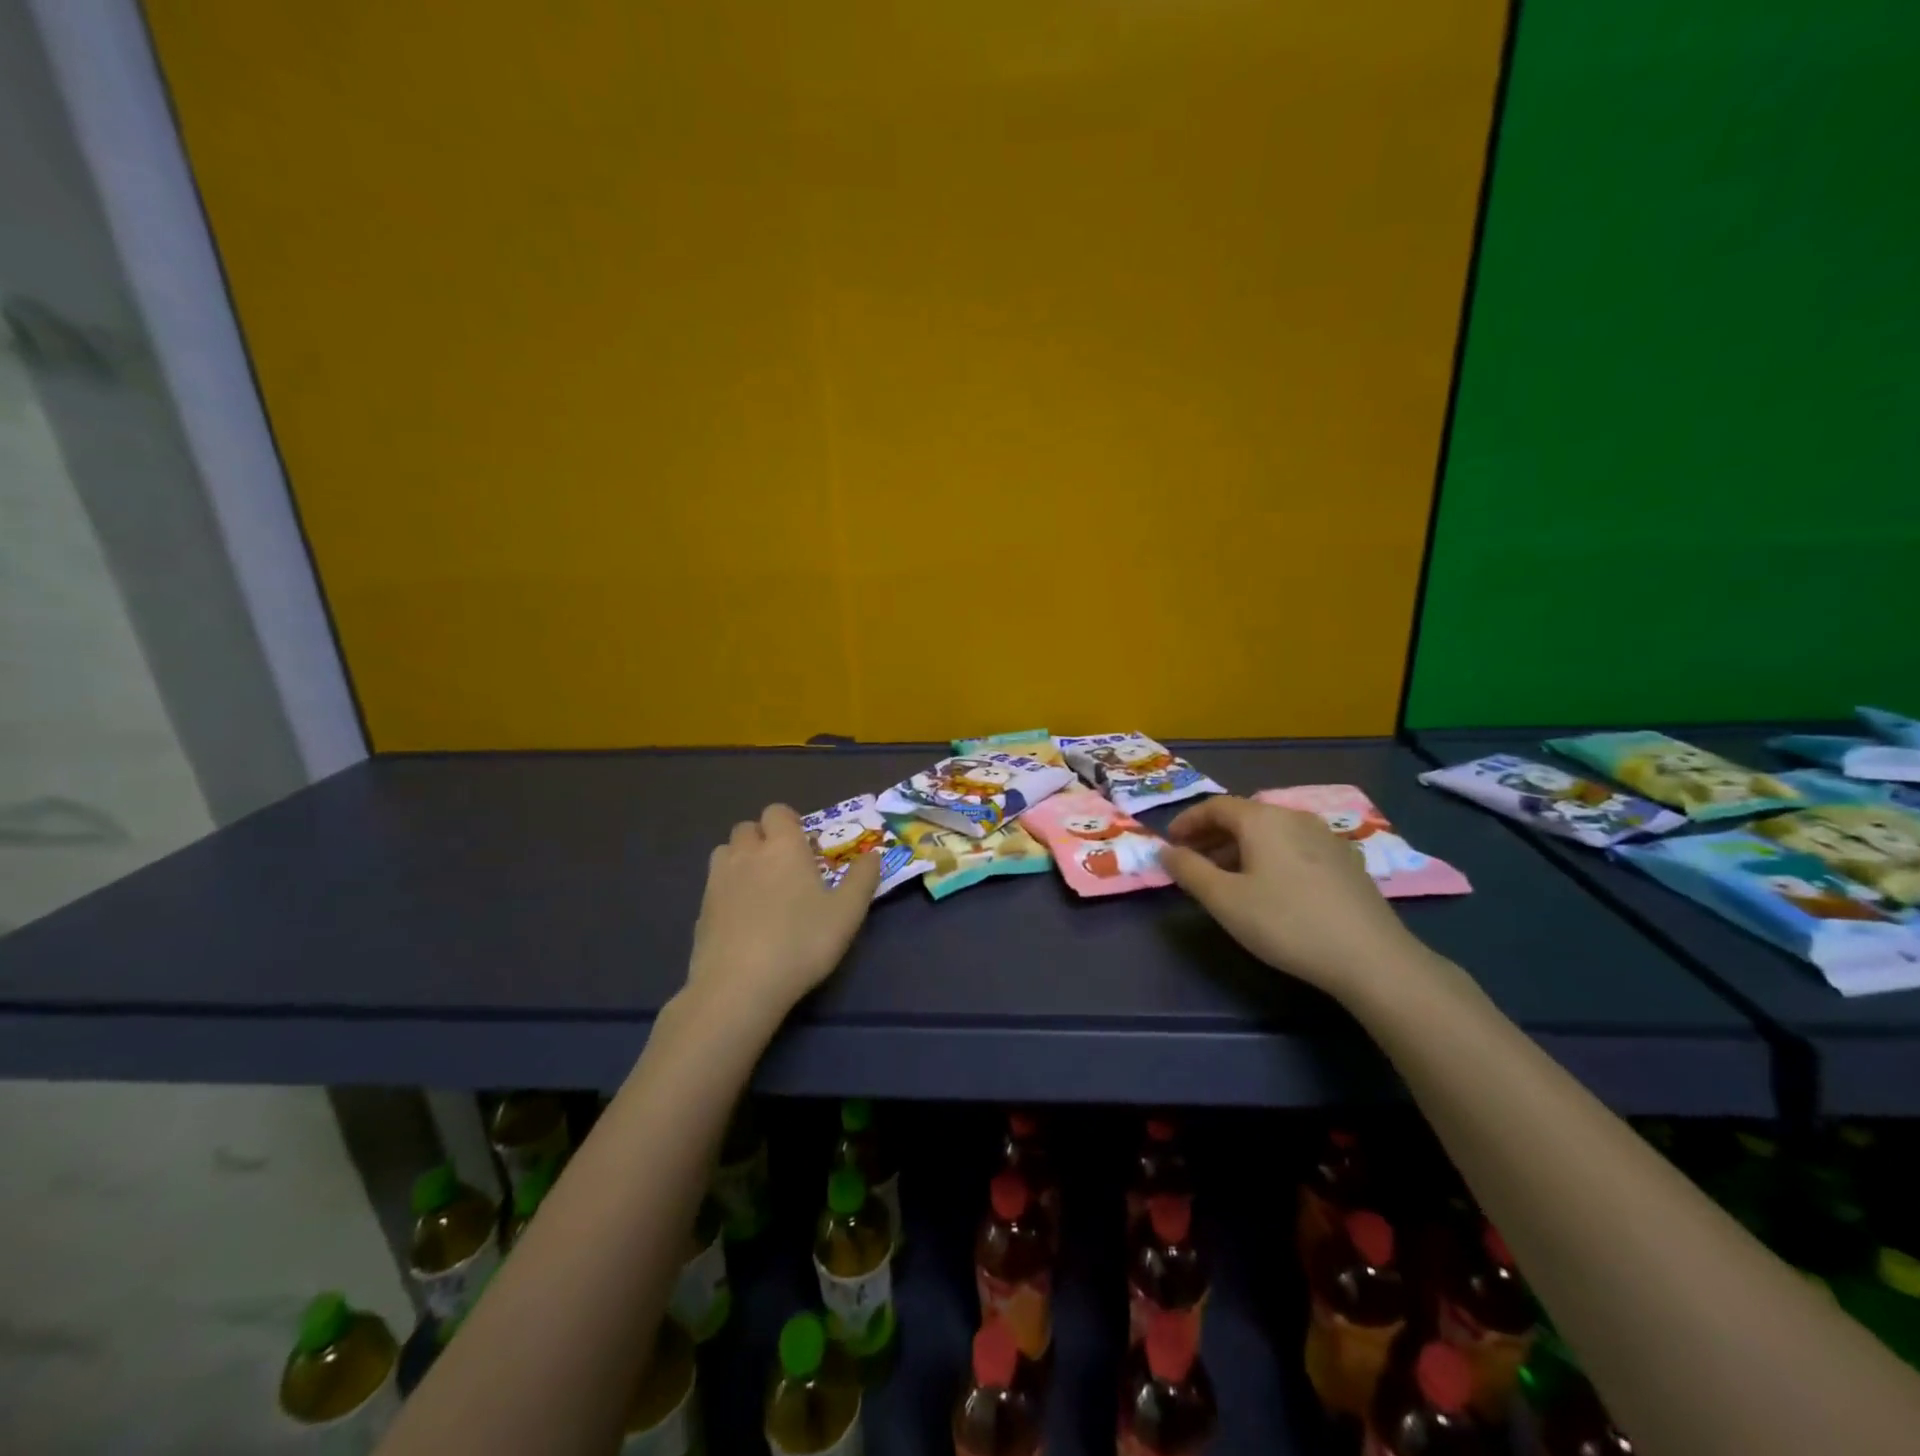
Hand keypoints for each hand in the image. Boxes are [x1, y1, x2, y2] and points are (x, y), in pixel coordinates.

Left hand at [687, 804, 881, 1015]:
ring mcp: (718, 881)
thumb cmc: (802, 942)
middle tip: (784, 868)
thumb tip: (873, 853)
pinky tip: (742, 919)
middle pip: (748, 828)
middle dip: (764, 839)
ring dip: (741, 859)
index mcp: (783, 846)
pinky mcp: (701, 910)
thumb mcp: (847, 912)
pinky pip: (714, 885)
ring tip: (760, 888)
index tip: (804, 847)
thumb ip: (863, 878)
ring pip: (726, 853)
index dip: (789, 823)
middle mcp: (746, 854)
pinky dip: (728, 891)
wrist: (739, 986)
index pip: (777, 812)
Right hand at [1159, 796, 1423, 996]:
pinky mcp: (1346, 862)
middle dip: (1211, 836)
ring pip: (1270, 833)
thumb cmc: (1286, 922)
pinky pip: (1293, 847)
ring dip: (1239, 848)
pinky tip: (1269, 888)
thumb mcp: (1225, 900)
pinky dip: (1268, 857)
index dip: (1187, 821)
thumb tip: (1165, 851)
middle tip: (1192, 862)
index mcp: (1263, 819)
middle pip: (1244, 817)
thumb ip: (1189, 871)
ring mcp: (1326, 838)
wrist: (1371, 957)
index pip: (1215, 806)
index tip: (1169, 844)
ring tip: (1225, 878)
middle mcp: (1294, 817)